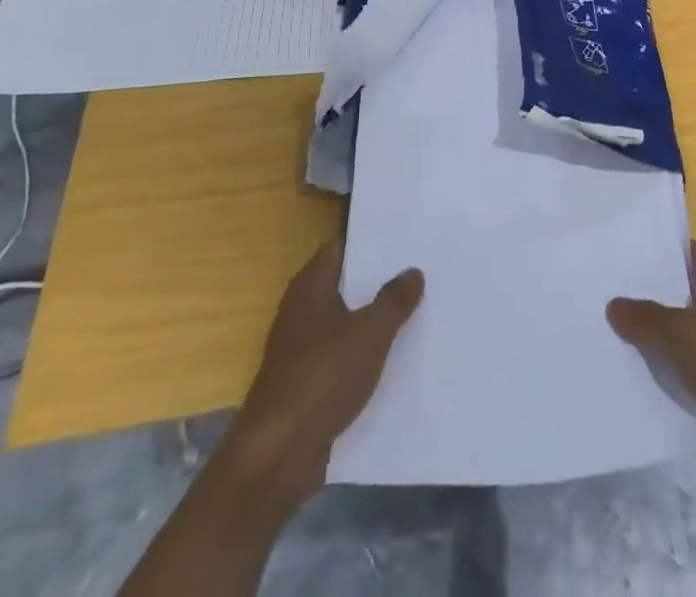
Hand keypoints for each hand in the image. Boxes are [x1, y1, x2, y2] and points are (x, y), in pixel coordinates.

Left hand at [229, 240, 423, 517]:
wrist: (277, 454)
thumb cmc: (323, 376)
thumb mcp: (371, 333)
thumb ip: (394, 300)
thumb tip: (413, 271)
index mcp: (310, 285)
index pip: (341, 248)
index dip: (370, 243)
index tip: (404, 241)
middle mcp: (300, 309)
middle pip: (344, 285)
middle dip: (376, 282)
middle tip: (418, 273)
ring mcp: (299, 348)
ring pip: (343, 323)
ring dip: (370, 321)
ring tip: (413, 312)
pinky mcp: (303, 383)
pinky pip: (339, 357)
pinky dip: (361, 356)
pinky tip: (391, 360)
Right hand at [607, 242, 695, 485]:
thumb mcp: (679, 330)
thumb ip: (643, 316)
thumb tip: (613, 304)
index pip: (681, 252)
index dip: (652, 246)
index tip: (616, 244)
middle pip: (674, 296)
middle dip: (641, 296)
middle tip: (597, 290)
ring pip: (675, 339)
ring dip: (648, 341)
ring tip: (601, 334)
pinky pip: (681, 376)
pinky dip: (661, 378)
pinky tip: (627, 377)